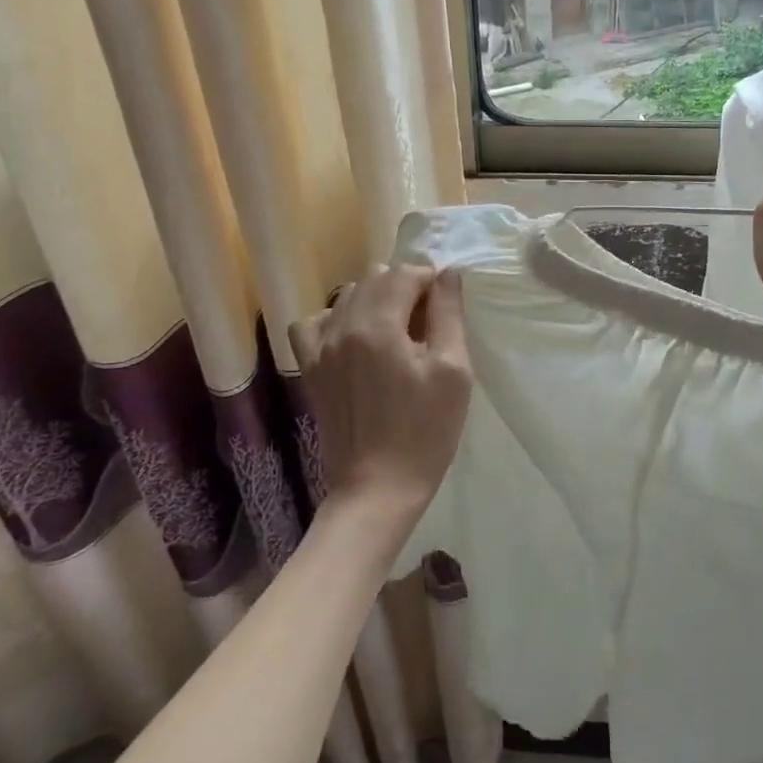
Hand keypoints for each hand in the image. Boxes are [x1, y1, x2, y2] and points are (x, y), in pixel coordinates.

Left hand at [289, 264, 471, 522]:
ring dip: (375, 301)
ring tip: (396, 333)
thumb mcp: (453, 371)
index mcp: (378, 325)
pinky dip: (336, 320)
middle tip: (427, 324)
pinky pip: (313, 323)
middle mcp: (342, 326)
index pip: (405, 274)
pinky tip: (354, 340)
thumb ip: (448, 315)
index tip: (446, 310)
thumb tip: (447, 274)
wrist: (378, 488)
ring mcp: (320, 348)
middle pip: (375, 279)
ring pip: (347, 296)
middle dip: (405, 288)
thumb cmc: (425, 431)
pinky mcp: (310, 369)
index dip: (432, 283)